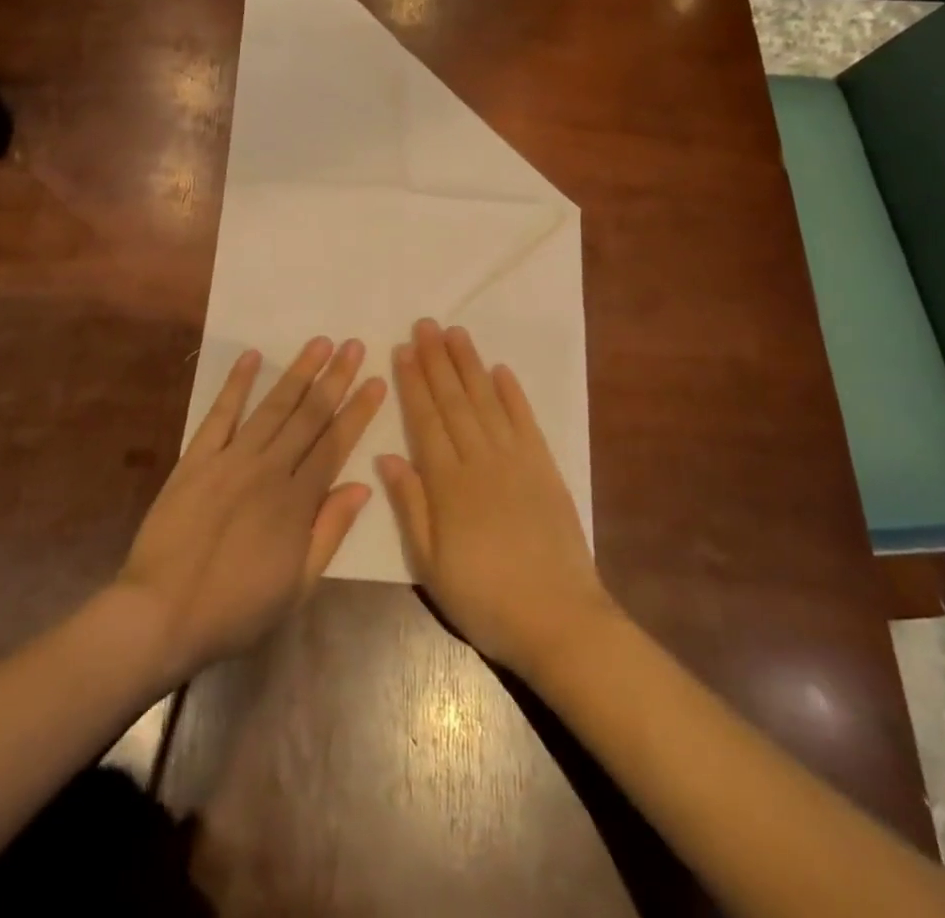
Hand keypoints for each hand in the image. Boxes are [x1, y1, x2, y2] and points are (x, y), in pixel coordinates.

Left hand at [115, 337, 384, 684]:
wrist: (162, 613)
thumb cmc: (236, 608)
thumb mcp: (298, 586)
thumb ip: (330, 531)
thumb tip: (362, 486)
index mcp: (297, 501)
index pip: (335, 444)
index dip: (358, 411)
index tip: (375, 381)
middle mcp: (269, 469)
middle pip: (309, 415)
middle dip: (335, 378)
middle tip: (354, 345)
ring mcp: (231, 459)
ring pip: (273, 406)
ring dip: (298, 372)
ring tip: (319, 343)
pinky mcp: (196, 458)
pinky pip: (220, 414)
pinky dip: (236, 384)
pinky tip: (251, 357)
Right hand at [378, 319, 615, 679]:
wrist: (559, 620)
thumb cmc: (484, 599)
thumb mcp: (430, 564)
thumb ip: (410, 506)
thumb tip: (385, 456)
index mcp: (448, 484)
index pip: (425, 420)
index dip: (413, 383)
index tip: (404, 349)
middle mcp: (480, 460)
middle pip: (454, 401)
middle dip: (438, 360)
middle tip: (426, 324)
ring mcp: (516, 461)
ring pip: (487, 401)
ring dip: (470, 365)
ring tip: (456, 333)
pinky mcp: (545, 468)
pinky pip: (525, 422)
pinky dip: (513, 393)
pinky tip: (501, 370)